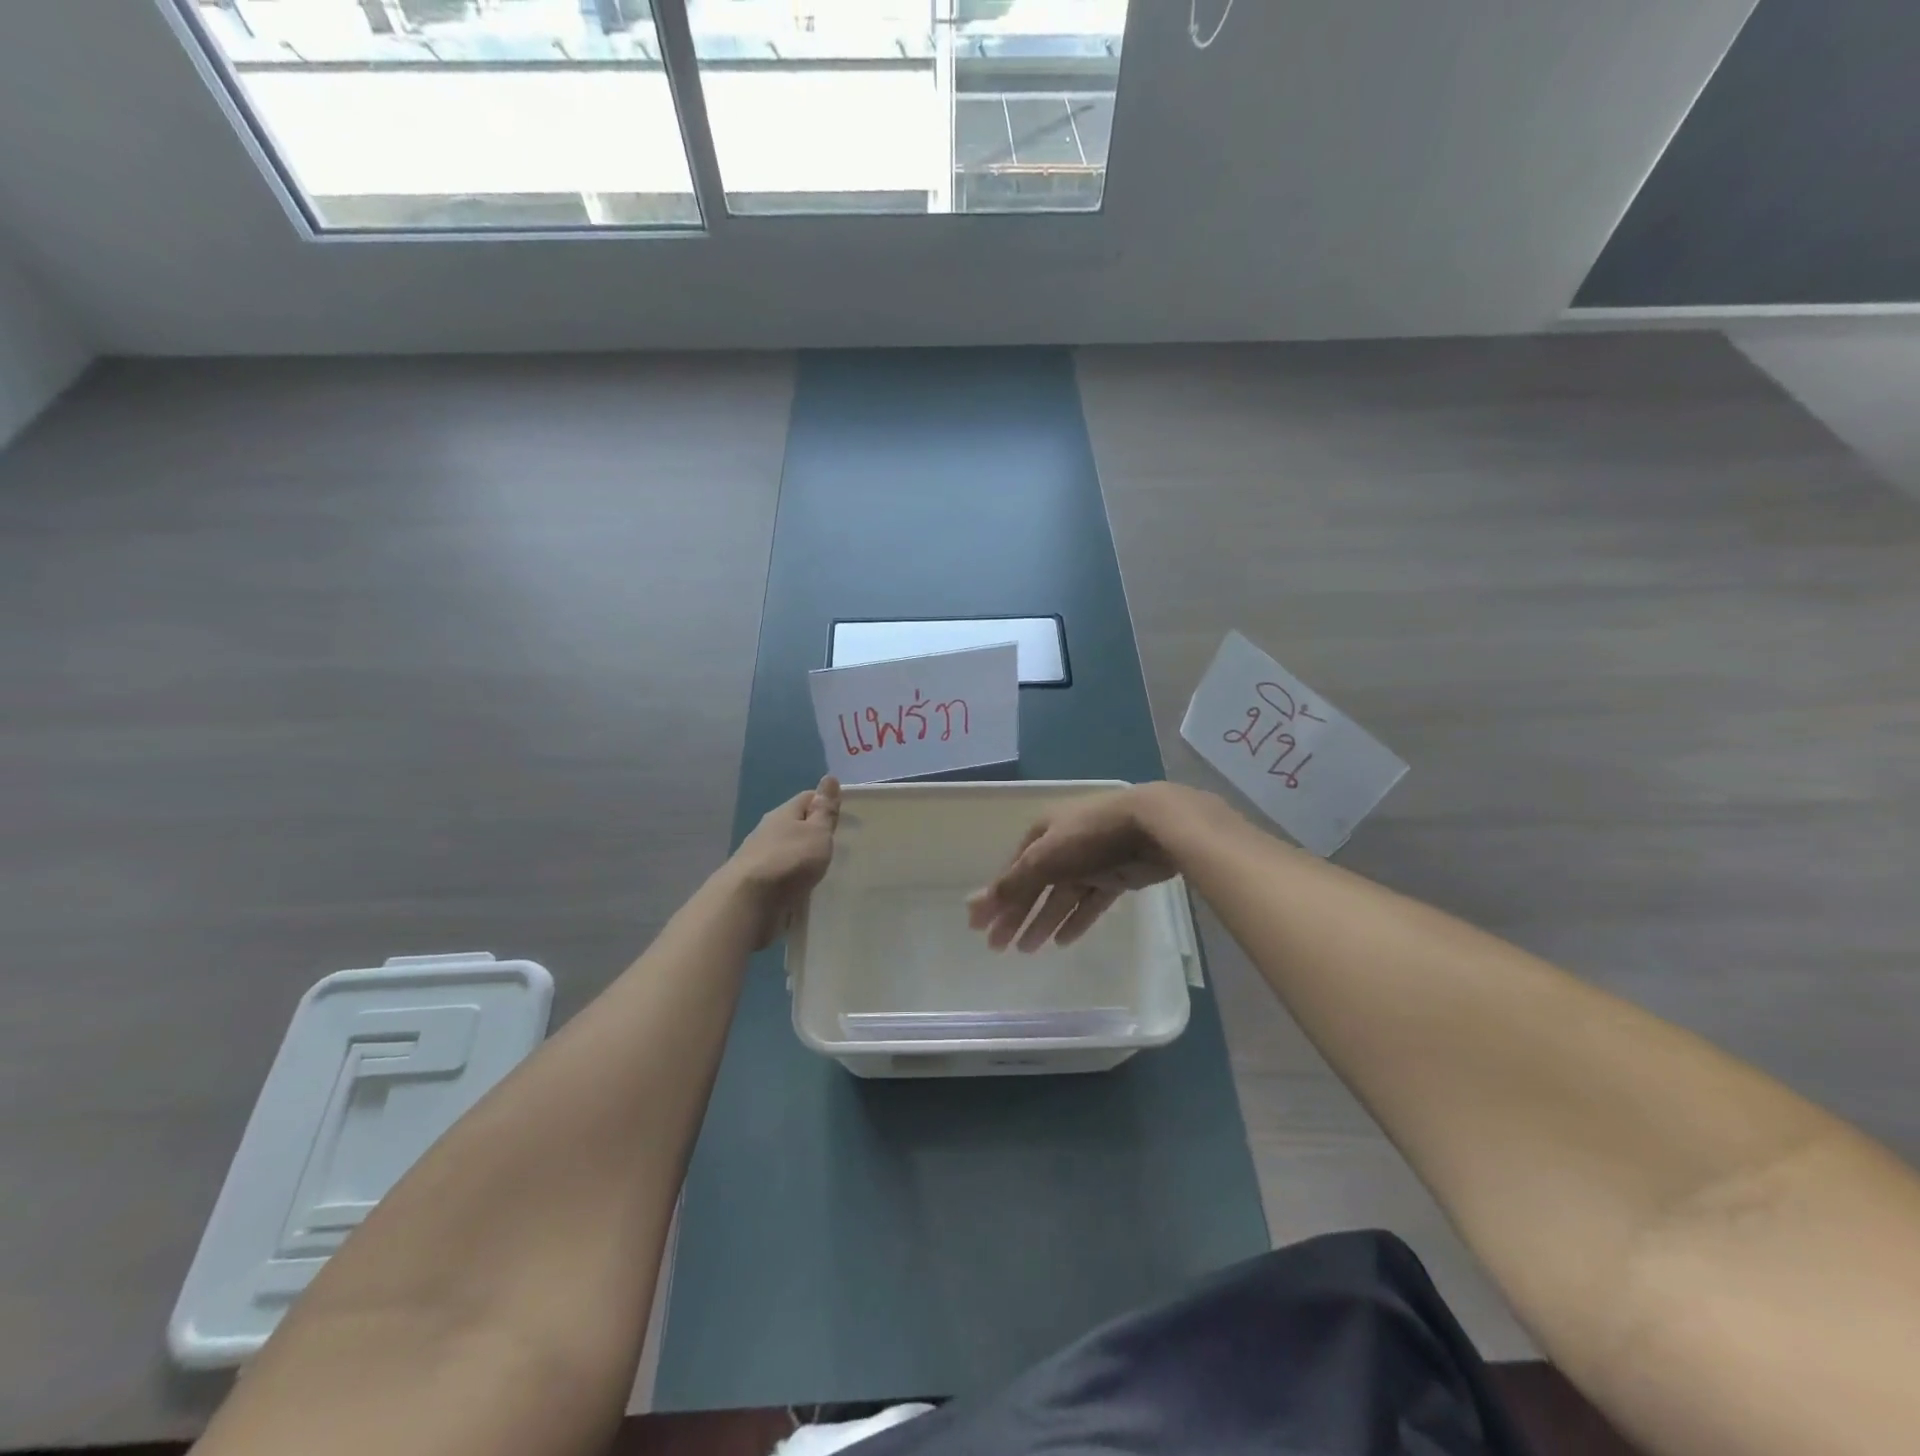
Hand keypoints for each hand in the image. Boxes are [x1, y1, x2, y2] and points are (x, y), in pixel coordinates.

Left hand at [722, 776, 840, 949]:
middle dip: (814, 832)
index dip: (825, 802)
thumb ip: (825, 810)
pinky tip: (803, 887)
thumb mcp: (817, 833)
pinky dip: (792, 877)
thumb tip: (829, 777)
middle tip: (837, 844)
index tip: (843, 816)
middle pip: (795, 824)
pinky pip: (780, 874)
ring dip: (802, 856)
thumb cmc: (789, 861)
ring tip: (822, 868)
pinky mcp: (756, 883)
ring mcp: (759, 857)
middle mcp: (768, 831)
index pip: (807, 798)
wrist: (747, 902)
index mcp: (783, 814)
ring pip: (787, 850)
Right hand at [966, 784, 1188, 951]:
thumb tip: (972, 906)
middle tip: (998, 948)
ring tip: (1027, 950)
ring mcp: (1092, 860)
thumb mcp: (1044, 859)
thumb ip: (1011, 885)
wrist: (1154, 827)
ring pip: (1061, 896)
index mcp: (1043, 832)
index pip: (1013, 870)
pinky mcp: (1117, 875)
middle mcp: (1064, 844)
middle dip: (1016, 915)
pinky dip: (1076, 919)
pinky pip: (1090, 901)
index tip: (979, 928)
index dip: (995, 898)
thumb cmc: (1090, 837)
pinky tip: (1062, 941)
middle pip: (1035, 885)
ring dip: (1043, 921)